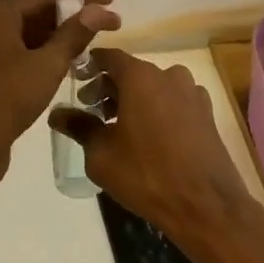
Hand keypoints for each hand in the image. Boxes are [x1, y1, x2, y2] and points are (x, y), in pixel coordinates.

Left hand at [0, 0, 119, 187]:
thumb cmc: (9, 100)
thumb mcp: (48, 64)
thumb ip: (74, 33)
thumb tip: (99, 9)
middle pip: (38, 9)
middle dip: (74, 13)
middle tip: (109, 20)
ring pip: (32, 30)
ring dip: (63, 32)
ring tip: (96, 37)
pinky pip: (25, 48)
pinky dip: (48, 49)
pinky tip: (72, 57)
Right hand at [49, 49, 263, 262]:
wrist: (206, 205)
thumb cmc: (146, 175)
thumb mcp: (101, 153)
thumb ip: (78, 126)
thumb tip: (56, 113)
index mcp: (141, 77)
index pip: (109, 57)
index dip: (90, 65)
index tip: (76, 79)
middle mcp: (169, 75)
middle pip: (132, 72)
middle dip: (109, 88)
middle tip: (90, 111)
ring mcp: (192, 93)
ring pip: (154, 87)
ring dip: (133, 100)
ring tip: (117, 128)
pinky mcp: (207, 113)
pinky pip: (173, 102)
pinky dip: (156, 110)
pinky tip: (147, 138)